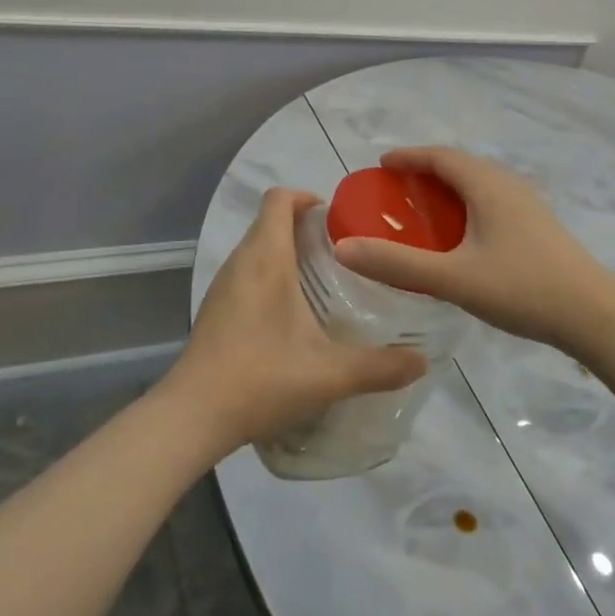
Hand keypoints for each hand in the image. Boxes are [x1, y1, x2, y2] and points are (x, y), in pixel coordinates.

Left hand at [166, 188, 426, 454]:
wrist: (192, 417)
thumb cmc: (261, 378)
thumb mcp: (329, 374)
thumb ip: (379, 367)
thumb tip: (422, 362)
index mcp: (266, 258)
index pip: (279, 199)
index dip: (306, 198)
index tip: (336, 219)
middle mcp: (241, 261)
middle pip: (269, 220)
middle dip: (304, 226)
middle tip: (342, 252)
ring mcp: (223, 285)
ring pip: (256, 247)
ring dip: (285, 250)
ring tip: (321, 280)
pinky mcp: (214, 309)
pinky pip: (246, 272)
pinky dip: (269, 275)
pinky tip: (290, 314)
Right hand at [332, 147, 614, 355]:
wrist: (595, 314)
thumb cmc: (522, 289)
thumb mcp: (454, 279)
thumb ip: (398, 265)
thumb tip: (344, 248)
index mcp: (487, 185)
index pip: (440, 156)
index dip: (409, 156)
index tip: (381, 164)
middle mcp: (508, 184)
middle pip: (460, 165)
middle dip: (426, 171)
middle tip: (396, 189)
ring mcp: (528, 204)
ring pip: (479, 183)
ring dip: (449, 188)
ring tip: (424, 210)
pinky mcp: (538, 225)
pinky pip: (492, 200)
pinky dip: (467, 205)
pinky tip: (463, 236)